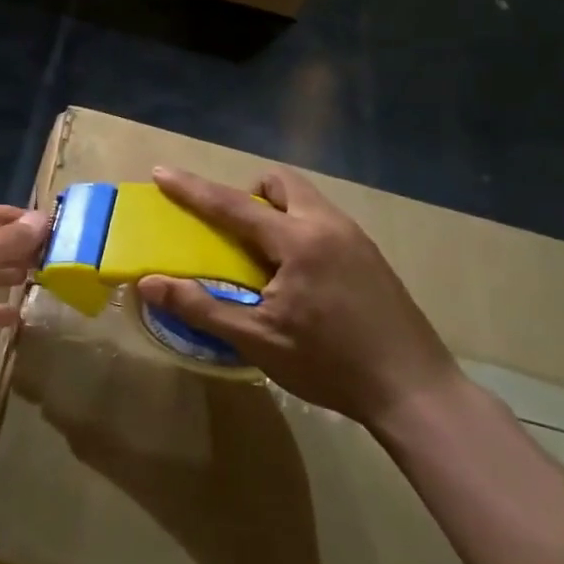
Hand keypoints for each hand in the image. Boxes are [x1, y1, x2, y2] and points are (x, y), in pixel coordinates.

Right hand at [137, 167, 456, 428]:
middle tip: (230, 230)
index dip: (193, 189)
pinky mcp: (371, 256)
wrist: (415, 391)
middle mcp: (328, 225)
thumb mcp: (258, 340)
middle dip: (247, 193)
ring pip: (305, 200)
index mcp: (298, 241)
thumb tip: (148, 284)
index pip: (233, 204)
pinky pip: (322, 221)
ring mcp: (355, 238)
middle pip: (280, 183)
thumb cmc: (330, 365)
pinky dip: (297, 229)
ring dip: (275, 210)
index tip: (162, 172)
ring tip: (262, 256)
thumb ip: (201, 307)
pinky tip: (297, 276)